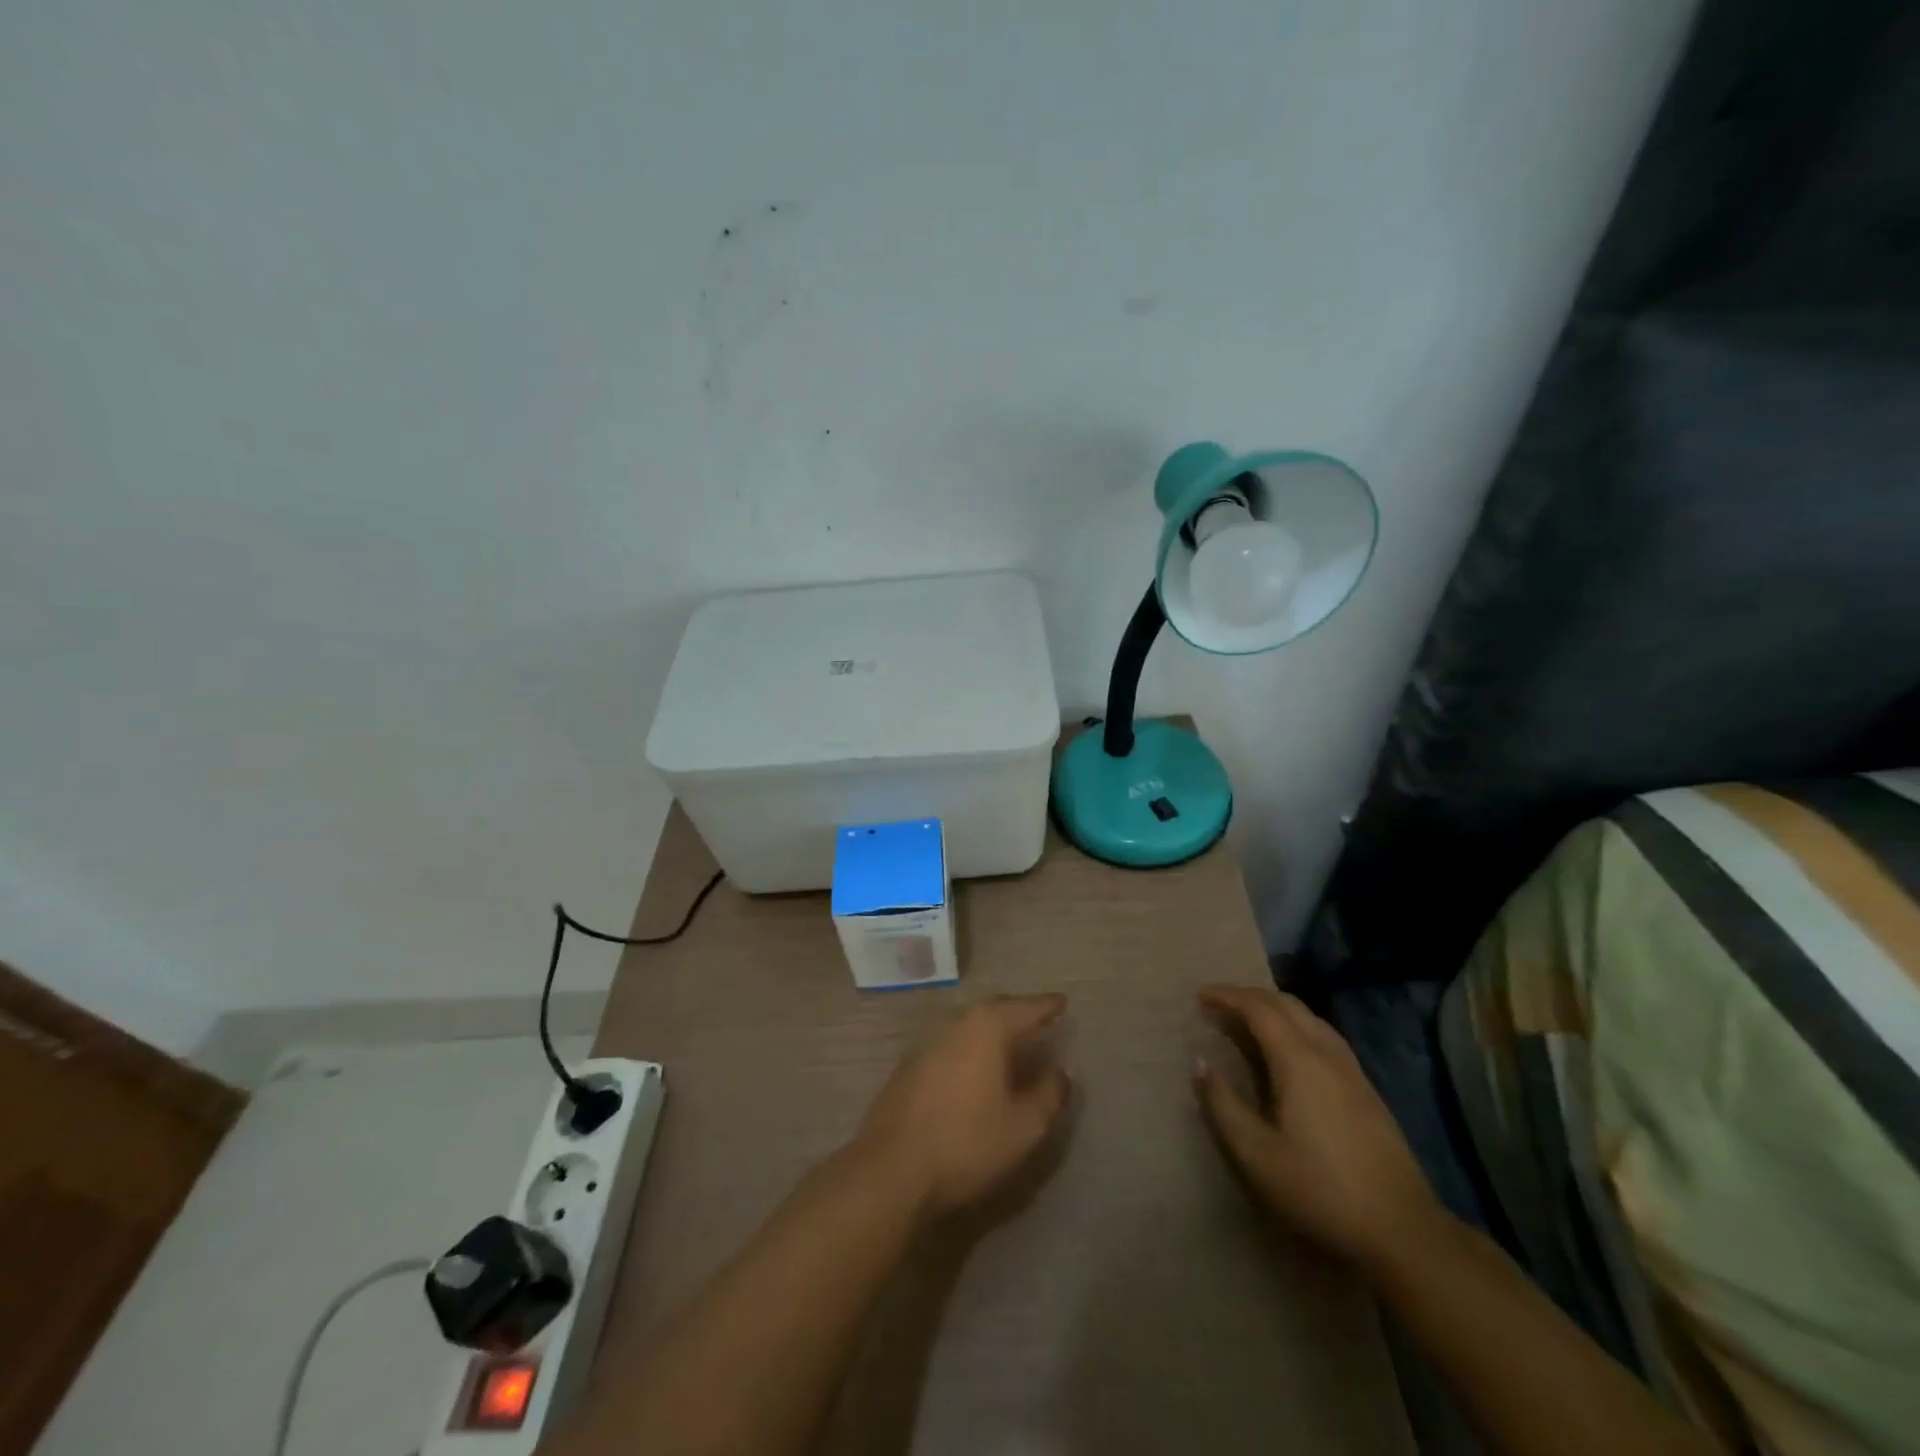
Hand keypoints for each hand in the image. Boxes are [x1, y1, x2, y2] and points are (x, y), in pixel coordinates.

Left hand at [855, 994, 1072, 1220]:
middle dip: (1018, 1012)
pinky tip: (976, 1067)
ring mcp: (928, 1042)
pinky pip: (952, 1044)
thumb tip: (1060, 1071)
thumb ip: (1049, 1094)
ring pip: (970, 1026)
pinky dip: (972, 1047)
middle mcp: (956, 1023)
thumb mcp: (1024, 1126)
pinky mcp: (910, 1066)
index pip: (1025, 1008)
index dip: (1047, 1006)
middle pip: (994, 1009)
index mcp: (987, 1027)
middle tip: (1039, 1017)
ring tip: (1012, 1041)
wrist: (892, 1168)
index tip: (1063, 1002)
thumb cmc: (966, 1142)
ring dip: (993, 1030)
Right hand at [1194, 985, 1442, 1267]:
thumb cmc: (1320, 1189)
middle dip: (1250, 995)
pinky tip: (1289, 1049)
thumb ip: (1223, 1104)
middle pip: (1287, 1004)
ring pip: (1310, 1017)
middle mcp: (1327, 1053)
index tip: (1201, 996)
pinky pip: (1324, 1035)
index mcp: (1299, 1061)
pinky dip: (1296, 1025)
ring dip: (1275, 1008)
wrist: (1402, 1230)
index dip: (1228, 997)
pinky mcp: (1366, 1089)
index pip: (1259, 1009)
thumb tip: (1200, 1063)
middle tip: (1219, 1003)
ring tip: (1248, 1019)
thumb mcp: (1256, 1154)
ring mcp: (1352, 1070)